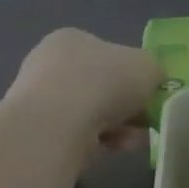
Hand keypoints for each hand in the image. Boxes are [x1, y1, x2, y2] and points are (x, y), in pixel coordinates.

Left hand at [10, 29, 161, 153]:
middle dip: (125, 106)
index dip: (132, 74)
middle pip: (99, 86)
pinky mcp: (34, 132)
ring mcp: (37, 99)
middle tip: (144, 121)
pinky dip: (97, 142)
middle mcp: (48, 64)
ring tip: (133, 141)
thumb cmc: (104, 82)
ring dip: (116, 126)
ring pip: (89, 113)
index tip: (148, 94)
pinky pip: (75, 135)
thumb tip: (152, 79)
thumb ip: (154, 70)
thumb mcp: (148, 66)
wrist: (56, 125)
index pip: (106, 54)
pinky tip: (113, 149)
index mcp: (71, 39)